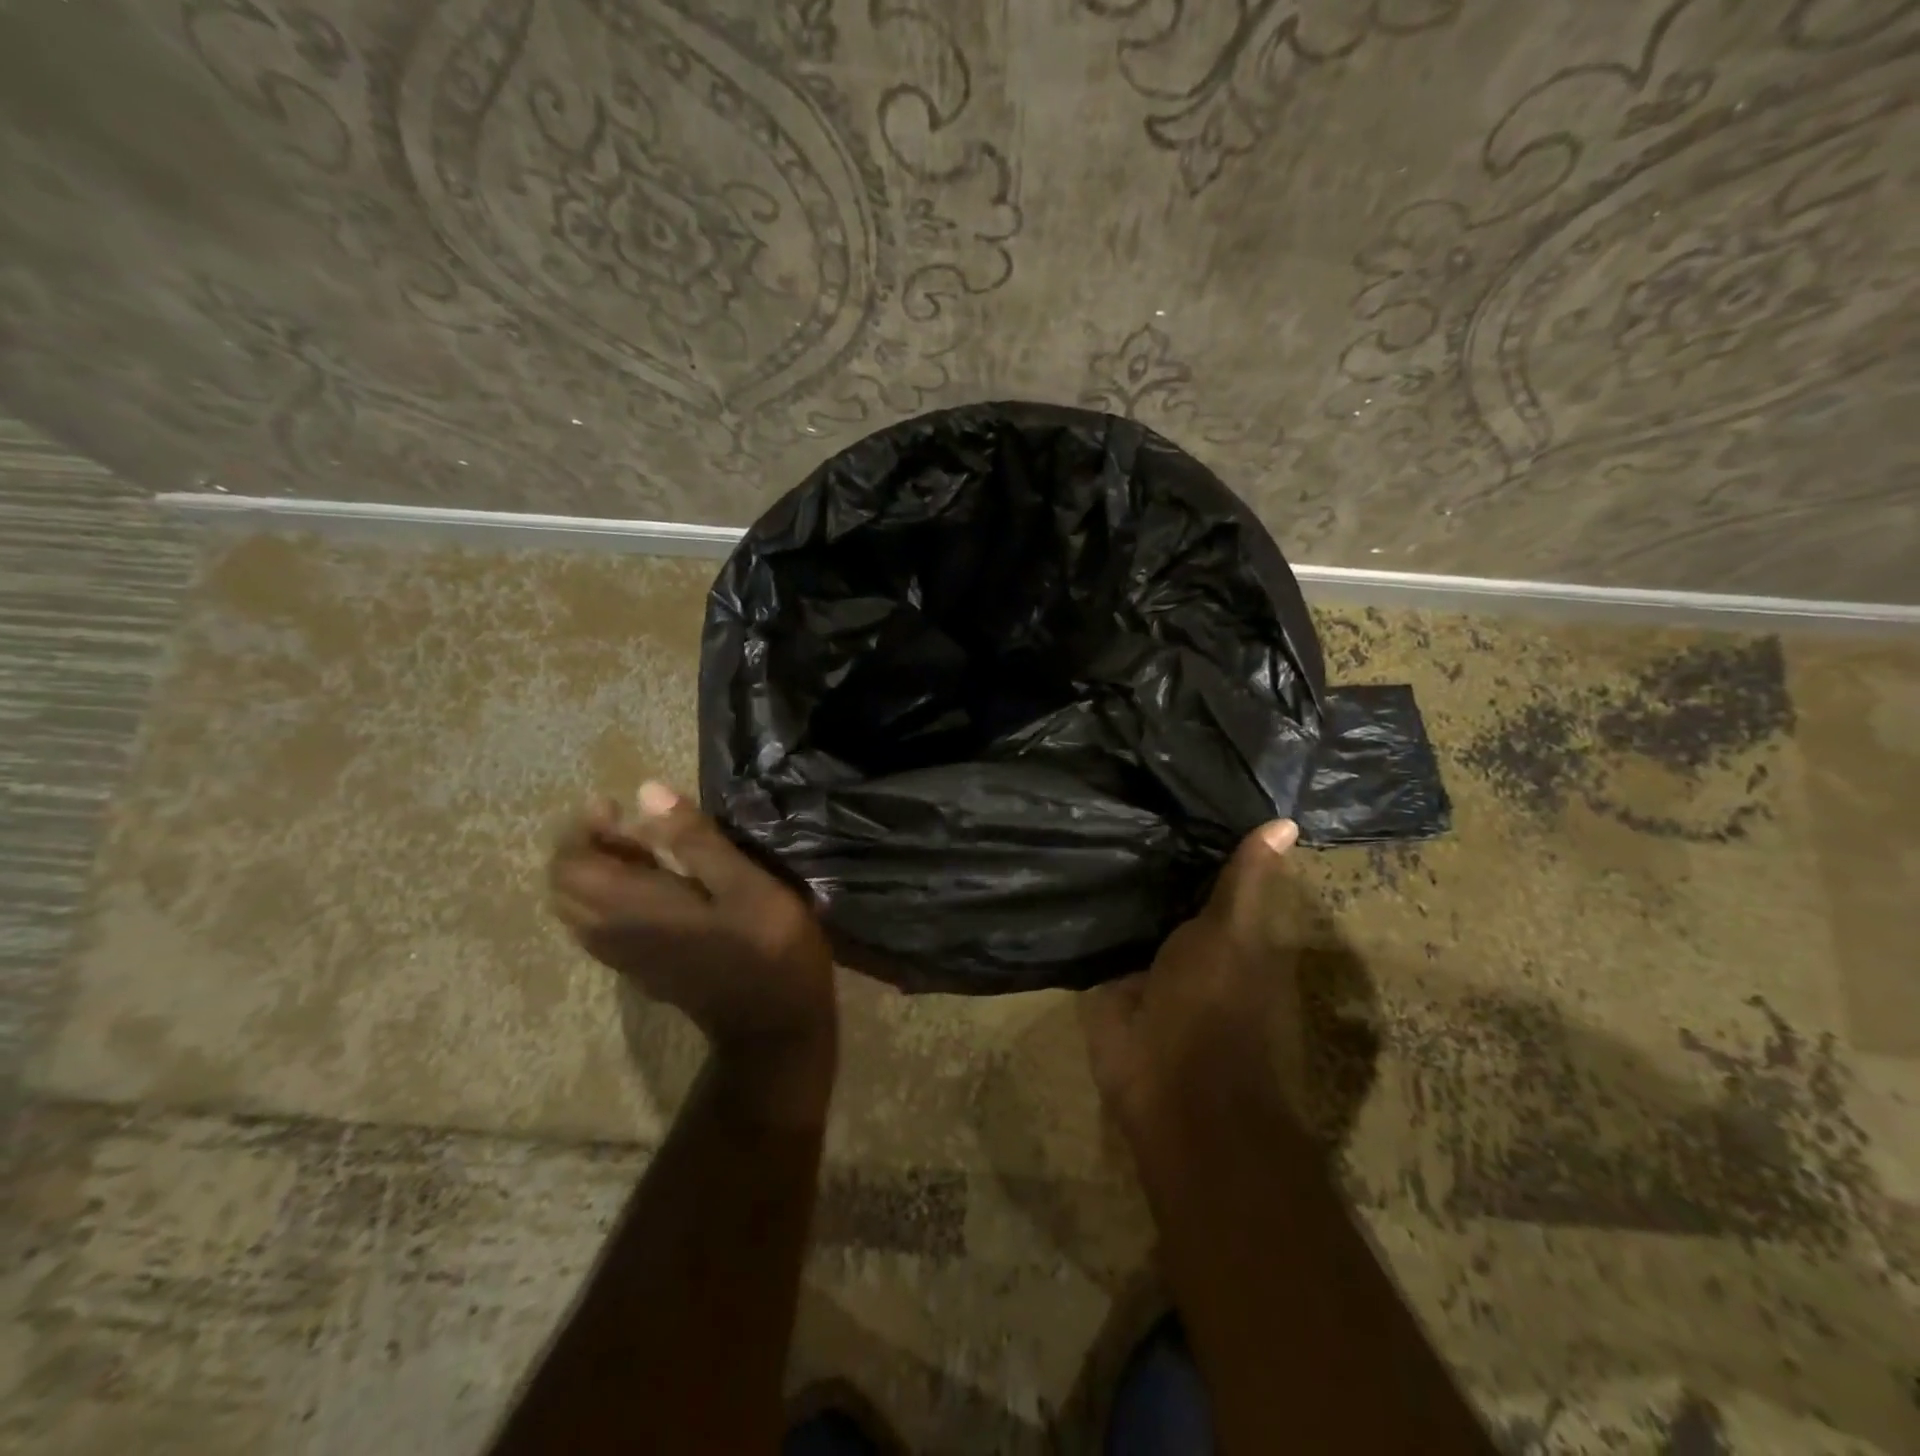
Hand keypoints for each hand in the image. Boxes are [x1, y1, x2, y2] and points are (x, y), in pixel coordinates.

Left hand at [548, 782, 836, 1062]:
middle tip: (629, 825)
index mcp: (633, 908)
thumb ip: (695, 839)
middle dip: (586, 848)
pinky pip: (601, 927)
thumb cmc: (767, 947)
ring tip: (644, 850)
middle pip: (565, 887)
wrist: (774, 1027)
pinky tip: (656, 887)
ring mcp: (625, 957)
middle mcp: (614, 933)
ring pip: (581, 909)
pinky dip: (610, 897)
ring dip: (598, 873)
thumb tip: (646, 791)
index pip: (570, 865)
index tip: (617, 805)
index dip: (582, 829)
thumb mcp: (743, 884)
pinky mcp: (642, 970)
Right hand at [1080, 820, 1310, 1144]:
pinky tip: (1061, 863)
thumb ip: (1247, 881)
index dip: (1196, 835)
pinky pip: (1097, 936)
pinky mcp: (1109, 981)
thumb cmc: (1217, 1006)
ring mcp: (1147, 964)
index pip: (1213, 872)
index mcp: (1231, 932)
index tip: (1169, 790)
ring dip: (1114, 875)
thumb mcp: (1235, 932)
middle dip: (1149, 851)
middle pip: (1169, 887)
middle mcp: (1191, 944)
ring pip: (1132, 908)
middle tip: (1117, 795)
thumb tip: (1287, 822)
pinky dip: (1086, 909)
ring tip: (1086, 820)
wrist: (1170, 1087)